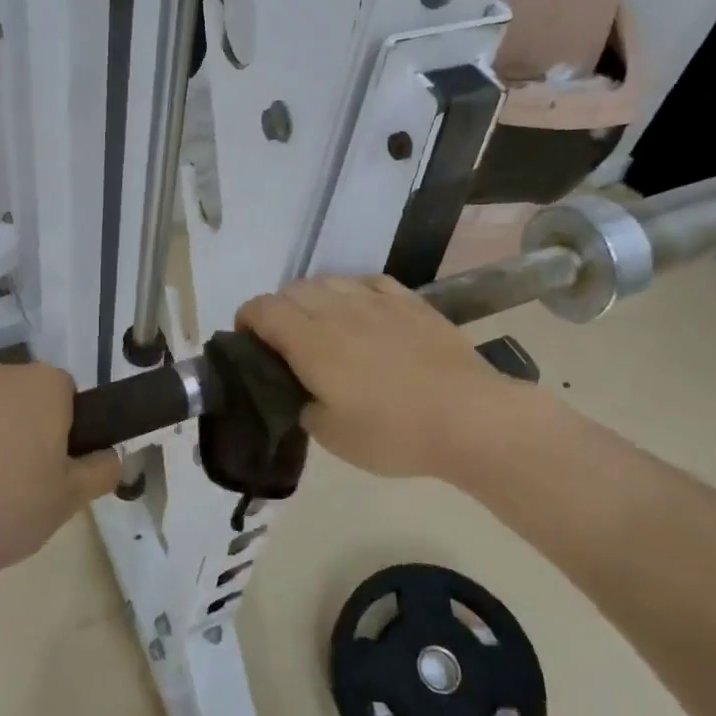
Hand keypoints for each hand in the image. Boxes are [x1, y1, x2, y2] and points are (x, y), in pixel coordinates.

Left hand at [0, 360, 119, 579]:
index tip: (46, 461)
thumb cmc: (7, 513)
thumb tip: (109, 455)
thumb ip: (101, 469)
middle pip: (8, 393)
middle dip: (8, 423)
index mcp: (40, 385)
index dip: (56, 426)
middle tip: (2, 476)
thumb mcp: (71, 500)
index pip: (60, 393)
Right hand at [236, 275, 523, 479]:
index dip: (246, 321)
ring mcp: (376, 300)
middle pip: (292, 290)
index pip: (262, 309)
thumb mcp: (331, 435)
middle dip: (278, 311)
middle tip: (285, 344)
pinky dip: (352, 291)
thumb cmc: (393, 432)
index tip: (249, 345)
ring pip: (329, 280)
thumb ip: (300, 406)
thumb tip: (295, 390)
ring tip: (323, 325)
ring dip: (313, 298)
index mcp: (310, 341)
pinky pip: (367, 281)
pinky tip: (361, 310)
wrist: (468, 417)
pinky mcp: (409, 301)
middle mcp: (337, 309)